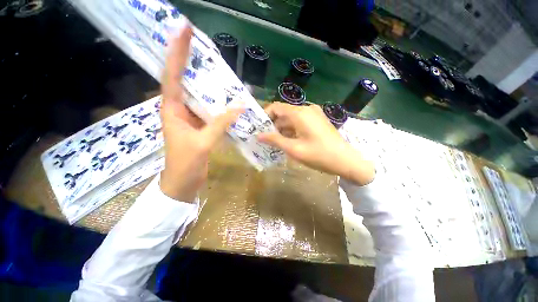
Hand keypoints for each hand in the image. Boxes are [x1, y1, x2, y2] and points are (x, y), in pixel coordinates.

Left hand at [160, 25, 241, 200]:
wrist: (183, 183)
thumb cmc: (186, 165)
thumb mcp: (203, 143)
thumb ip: (221, 124)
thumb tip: (240, 106)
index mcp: (172, 110)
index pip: (173, 76)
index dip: (177, 53)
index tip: (183, 31)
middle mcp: (179, 109)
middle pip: (186, 81)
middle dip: (193, 63)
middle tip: (206, 46)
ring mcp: (191, 118)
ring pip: (200, 96)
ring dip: (210, 85)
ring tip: (222, 70)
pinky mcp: (200, 126)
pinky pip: (210, 111)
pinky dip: (219, 105)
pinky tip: (229, 100)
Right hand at [258, 102, 374, 185]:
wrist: (345, 160)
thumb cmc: (318, 155)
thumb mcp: (293, 149)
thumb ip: (275, 140)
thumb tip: (258, 135)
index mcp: (300, 113)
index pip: (276, 107)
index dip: (265, 115)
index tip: (259, 128)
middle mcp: (306, 109)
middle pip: (284, 113)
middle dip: (273, 125)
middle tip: (265, 138)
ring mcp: (314, 114)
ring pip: (292, 118)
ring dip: (282, 129)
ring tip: (275, 142)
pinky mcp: (318, 120)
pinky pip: (300, 122)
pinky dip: (292, 130)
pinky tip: (288, 141)